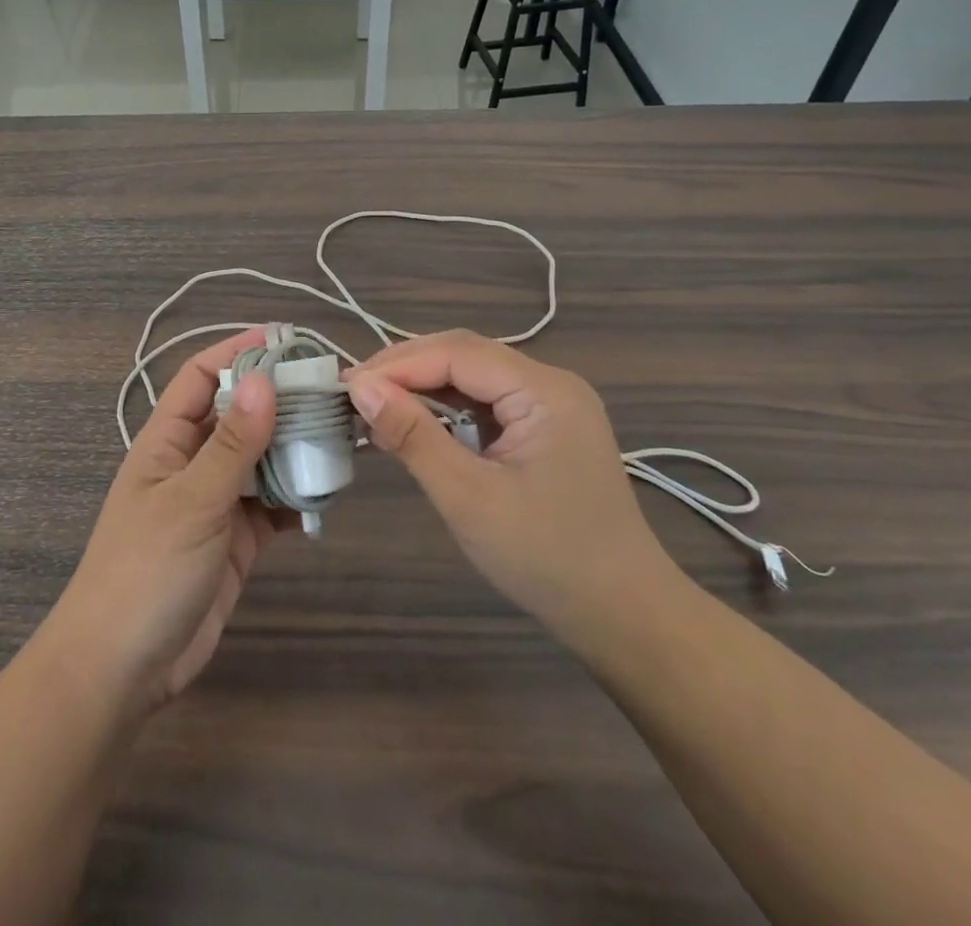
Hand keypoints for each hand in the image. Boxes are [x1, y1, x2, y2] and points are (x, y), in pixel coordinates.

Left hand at [42, 331, 294, 720]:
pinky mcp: (234, 540)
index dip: (237, 352)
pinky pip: (271, 505)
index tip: (285, 339)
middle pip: (238, 415)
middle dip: (279, 400)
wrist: (122, 670)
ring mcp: (214, 502)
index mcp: (166, 440)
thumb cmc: (146, 571)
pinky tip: (328, 493)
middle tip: (331, 390)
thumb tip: (265, 380)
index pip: (201, 377)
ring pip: (260, 459)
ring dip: (294, 448)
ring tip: (342, 435)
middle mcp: (191, 462)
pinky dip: (296, 497)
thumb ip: (232, 444)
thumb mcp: (191, 501)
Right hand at [348, 331, 680, 652]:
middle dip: (406, 368)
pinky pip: (486, 400)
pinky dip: (446, 407)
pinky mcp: (545, 428)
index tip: (346, 386)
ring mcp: (551, 405)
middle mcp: (551, 383)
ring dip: (423, 386)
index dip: (397, 364)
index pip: (457, 354)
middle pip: (465, 354)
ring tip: (374, 404)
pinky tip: (416, 422)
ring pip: (473, 375)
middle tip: (354, 392)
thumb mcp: (468, 497)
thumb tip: (360, 387)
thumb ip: (413, 435)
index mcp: (544, 390)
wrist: (624, 617)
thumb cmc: (546, 559)